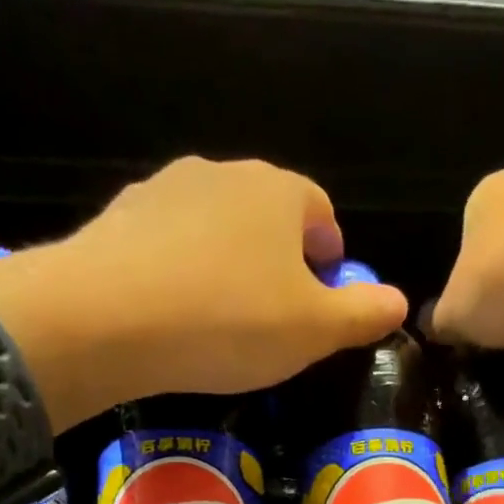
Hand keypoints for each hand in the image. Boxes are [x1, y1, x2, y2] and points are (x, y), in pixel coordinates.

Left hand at [0, 157, 408, 426]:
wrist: (105, 318)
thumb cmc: (230, 320)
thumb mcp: (316, 330)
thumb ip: (364, 314)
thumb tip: (399, 302)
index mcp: (278, 191)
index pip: (320, 210)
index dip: (330, 254)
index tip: (324, 298)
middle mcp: (222, 174)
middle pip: (268, 216)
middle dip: (281, 261)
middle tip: (279, 317)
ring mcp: (164, 190)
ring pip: (217, 228)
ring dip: (230, 265)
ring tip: (224, 319)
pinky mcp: (120, 218)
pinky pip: (170, 245)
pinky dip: (183, 272)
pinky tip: (176, 315)